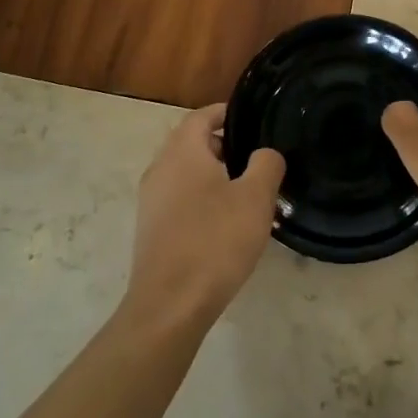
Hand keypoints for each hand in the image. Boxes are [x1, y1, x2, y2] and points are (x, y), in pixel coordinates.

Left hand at [125, 103, 285, 327]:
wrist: (170, 305)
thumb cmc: (215, 241)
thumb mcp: (256, 198)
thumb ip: (266, 164)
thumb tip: (264, 154)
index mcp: (182, 152)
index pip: (201, 116)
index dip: (226, 112)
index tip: (253, 119)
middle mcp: (160, 169)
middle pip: (191, 143)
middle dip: (223, 145)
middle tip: (256, 158)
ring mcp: (151, 201)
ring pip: (185, 173)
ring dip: (213, 174)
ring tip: (246, 192)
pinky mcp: (151, 229)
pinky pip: (179, 199)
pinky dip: (201, 198)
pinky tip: (225, 223)